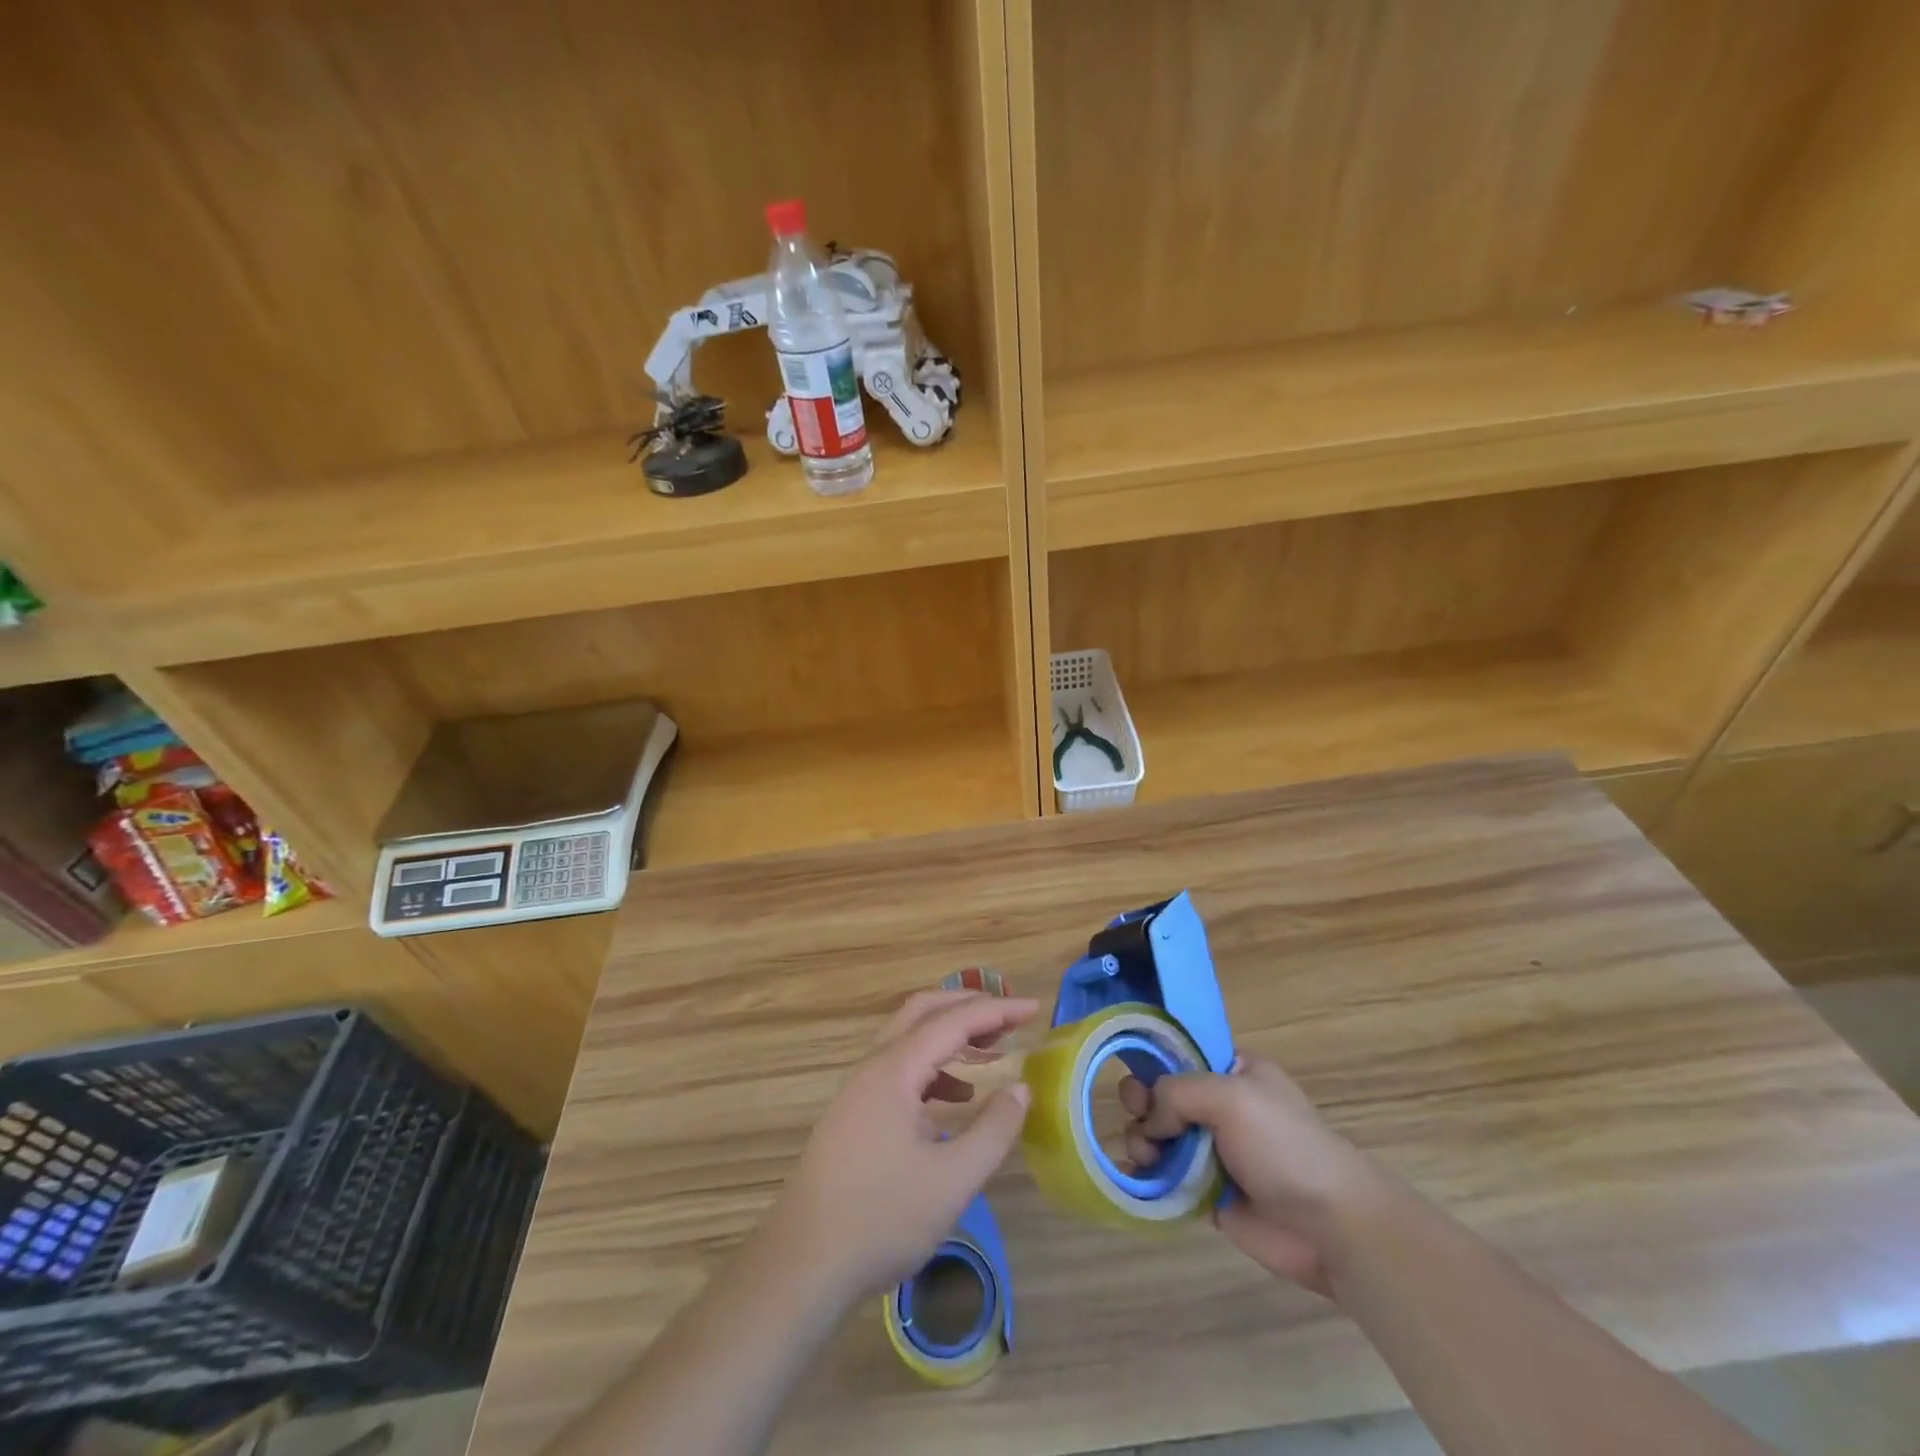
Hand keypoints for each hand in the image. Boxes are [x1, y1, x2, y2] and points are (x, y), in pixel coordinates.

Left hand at [764, 990, 1036, 1305]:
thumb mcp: (952, 1180)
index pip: (953, 1020)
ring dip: (949, 1036)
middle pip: (923, 1012)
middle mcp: (873, 1067)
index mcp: (895, 1069)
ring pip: (909, 1040)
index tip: (1036, 1009)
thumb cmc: (881, 1218)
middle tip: (1010, 1019)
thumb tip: (1021, 1088)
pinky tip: (955, 1098)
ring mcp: (859, 1090)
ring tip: (990, 1051)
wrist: (803, 1266)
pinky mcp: (855, 1115)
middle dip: (968, 1007)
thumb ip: (994, 1130)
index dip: (997, 1011)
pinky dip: (933, 1068)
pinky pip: (899, 1070)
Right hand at [1120, 1057, 1378, 1297]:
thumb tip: (1151, 1121)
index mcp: (1232, 1070)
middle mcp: (1219, 1105)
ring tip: (1146, 1156)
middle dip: (1142, 1103)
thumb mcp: (1230, 1096)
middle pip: (1161, 1093)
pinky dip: (1146, 1174)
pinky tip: (1136, 1177)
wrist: (1331, 1227)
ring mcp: (1212, 1149)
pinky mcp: (1207, 1192)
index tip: (1138, 1080)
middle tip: (1141, 1118)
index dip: (1152, 1061)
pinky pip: (1164, 1175)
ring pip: (1157, 1134)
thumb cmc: (1284, 1146)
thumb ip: (1177, 1092)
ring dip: (1141, 1140)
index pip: (1180, 1053)